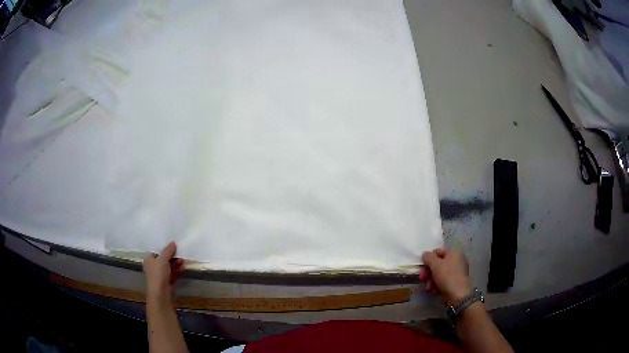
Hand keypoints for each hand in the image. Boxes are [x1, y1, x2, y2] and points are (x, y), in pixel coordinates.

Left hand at [143, 242, 184, 301]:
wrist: (161, 293)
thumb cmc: (158, 273)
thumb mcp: (163, 259)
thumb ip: (168, 251)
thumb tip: (173, 243)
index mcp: (148, 259)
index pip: (155, 251)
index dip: (163, 248)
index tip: (172, 245)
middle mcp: (153, 267)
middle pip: (163, 259)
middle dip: (172, 256)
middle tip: (180, 253)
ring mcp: (160, 275)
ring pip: (169, 267)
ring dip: (176, 263)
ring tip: (184, 260)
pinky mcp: (166, 282)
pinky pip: (172, 274)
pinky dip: (177, 270)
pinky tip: (183, 267)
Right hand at [419, 248, 472, 306]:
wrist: (458, 295)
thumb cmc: (447, 276)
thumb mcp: (435, 264)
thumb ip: (428, 257)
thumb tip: (425, 254)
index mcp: (454, 252)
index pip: (437, 251)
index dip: (428, 259)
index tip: (422, 268)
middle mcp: (457, 260)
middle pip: (438, 263)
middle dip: (429, 272)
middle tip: (423, 279)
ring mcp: (457, 272)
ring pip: (439, 273)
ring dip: (431, 280)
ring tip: (429, 288)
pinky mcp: (455, 282)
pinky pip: (444, 281)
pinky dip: (437, 285)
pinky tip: (435, 291)